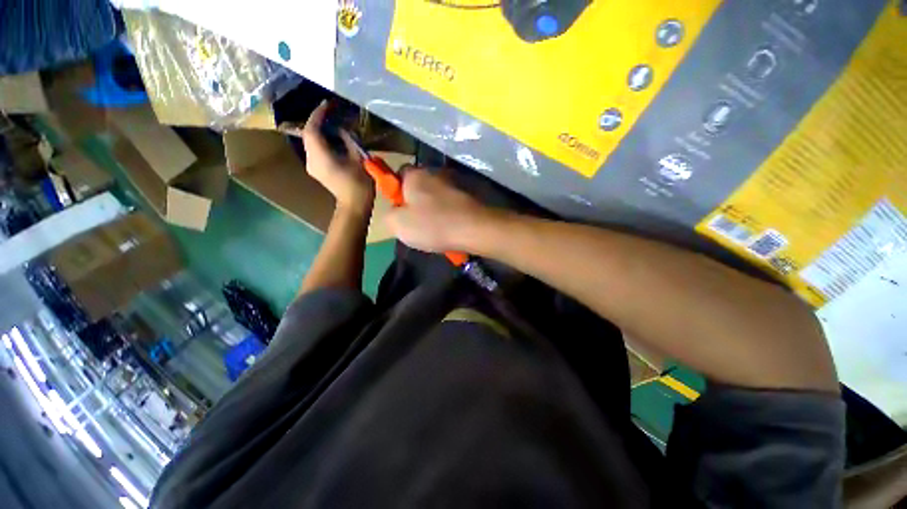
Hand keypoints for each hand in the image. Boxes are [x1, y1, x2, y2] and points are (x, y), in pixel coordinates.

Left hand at [281, 101, 374, 213]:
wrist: (355, 205)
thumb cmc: (359, 184)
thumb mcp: (358, 159)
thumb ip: (348, 140)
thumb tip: (342, 129)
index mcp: (320, 156)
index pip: (312, 129)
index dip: (318, 114)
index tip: (328, 104)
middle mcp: (310, 159)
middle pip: (309, 134)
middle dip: (318, 121)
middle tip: (331, 112)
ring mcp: (312, 166)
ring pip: (311, 142)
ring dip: (320, 131)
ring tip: (333, 123)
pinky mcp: (317, 170)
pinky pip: (315, 150)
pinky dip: (322, 141)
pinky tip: (333, 139)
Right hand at [385, 168, 494, 252]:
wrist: (474, 229)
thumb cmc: (432, 224)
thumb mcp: (398, 224)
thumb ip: (389, 215)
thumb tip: (395, 212)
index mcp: (416, 175)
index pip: (399, 174)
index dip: (396, 192)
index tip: (400, 210)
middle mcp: (436, 172)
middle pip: (420, 186)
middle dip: (416, 203)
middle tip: (417, 224)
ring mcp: (456, 182)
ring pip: (437, 197)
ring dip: (434, 210)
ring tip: (436, 230)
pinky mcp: (470, 194)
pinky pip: (452, 204)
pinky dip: (449, 214)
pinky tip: (450, 229)